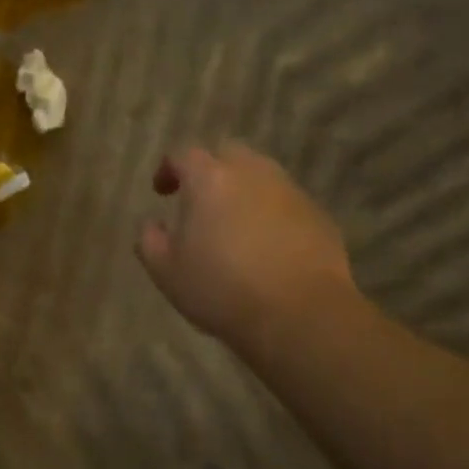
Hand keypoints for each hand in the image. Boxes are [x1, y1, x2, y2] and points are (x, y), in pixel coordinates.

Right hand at [137, 141, 356, 340]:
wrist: (300, 314)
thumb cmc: (221, 289)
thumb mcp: (166, 271)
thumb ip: (150, 240)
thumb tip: (152, 224)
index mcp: (210, 179)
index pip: (183, 155)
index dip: (168, 169)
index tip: (161, 191)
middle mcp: (252, 173)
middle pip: (228, 154)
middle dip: (210, 171)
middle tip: (199, 202)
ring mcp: (290, 191)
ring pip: (261, 176)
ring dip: (243, 191)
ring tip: (233, 224)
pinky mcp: (318, 214)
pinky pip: (286, 202)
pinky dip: (271, 213)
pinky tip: (266, 245)